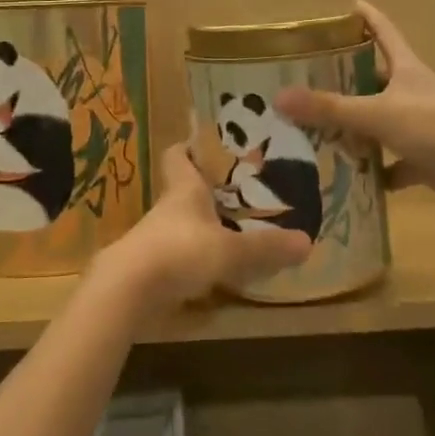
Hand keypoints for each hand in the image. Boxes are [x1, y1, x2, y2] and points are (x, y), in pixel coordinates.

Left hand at [90, 146, 310, 315]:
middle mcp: (168, 210)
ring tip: (239, 230)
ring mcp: (156, 240)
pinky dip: (197, 259)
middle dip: (209, 190)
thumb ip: (266, 248)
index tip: (208, 143)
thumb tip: (308, 242)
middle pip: (185, 190)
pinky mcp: (152, 269)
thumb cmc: (178, 252)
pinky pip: (179, 256)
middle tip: (244, 191)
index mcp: (184, 190)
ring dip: (205, 227)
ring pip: (183, 224)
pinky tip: (219, 270)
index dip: (190, 146)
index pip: (178, 155)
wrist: (126, 292)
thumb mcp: (230, 250)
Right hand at [276, 0, 434, 210]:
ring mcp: (420, 127)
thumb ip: (330, 108)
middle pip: (374, 80)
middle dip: (344, 81)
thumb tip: (279, 98)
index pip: (382, 32)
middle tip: (306, 84)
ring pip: (379, 124)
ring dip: (354, 131)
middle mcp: (411, 93)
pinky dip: (375, 173)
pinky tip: (350, 181)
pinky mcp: (426, 159)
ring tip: (315, 134)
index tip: (347, 4)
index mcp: (405, 69)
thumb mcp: (378, 114)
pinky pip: (393, 165)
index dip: (366, 17)